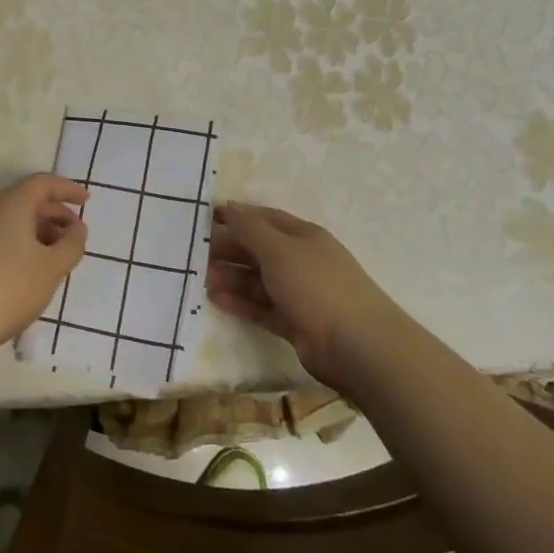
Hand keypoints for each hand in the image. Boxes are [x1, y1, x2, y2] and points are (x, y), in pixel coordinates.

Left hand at [0, 174, 88, 356]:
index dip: (67, 189)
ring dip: (38, 229)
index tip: (87, 201)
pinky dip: (19, 240)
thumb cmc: (10, 288)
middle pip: (26, 198)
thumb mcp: (52, 268)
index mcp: (10, 203)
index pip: (42, 183)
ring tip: (56, 255)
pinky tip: (30, 267)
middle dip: (55, 212)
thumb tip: (76, 228)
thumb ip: (72, 243)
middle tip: (75, 234)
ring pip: (11, 218)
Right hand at [207, 203, 388, 389]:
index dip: (236, 216)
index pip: (264, 219)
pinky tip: (215, 299)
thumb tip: (227, 206)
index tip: (204, 218)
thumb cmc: (316, 285)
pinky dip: (240, 302)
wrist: (358, 346)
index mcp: (303, 236)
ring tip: (200, 279)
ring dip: (230, 277)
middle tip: (195, 253)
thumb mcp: (278, 249)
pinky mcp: (295, 323)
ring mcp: (300, 294)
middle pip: (259, 250)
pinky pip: (261, 307)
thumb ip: (249, 228)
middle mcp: (301, 261)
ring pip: (258, 280)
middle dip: (229, 249)